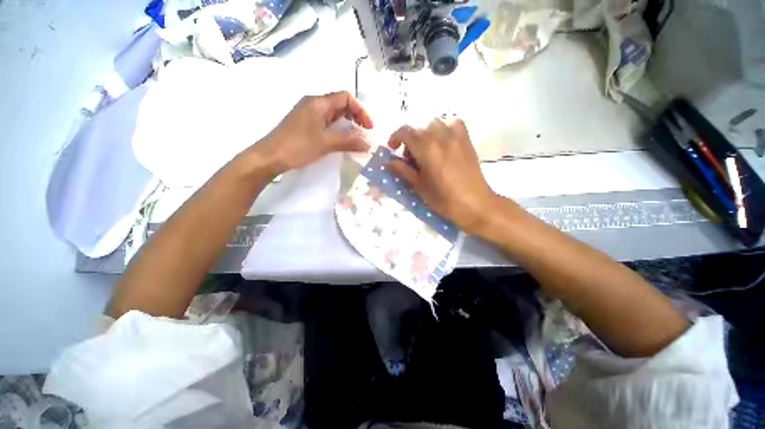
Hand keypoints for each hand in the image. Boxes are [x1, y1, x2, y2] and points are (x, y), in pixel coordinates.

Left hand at [261, 91, 373, 173]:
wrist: (270, 156)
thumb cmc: (298, 146)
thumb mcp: (326, 143)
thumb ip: (349, 141)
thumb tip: (368, 143)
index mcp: (318, 102)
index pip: (346, 97)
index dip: (360, 110)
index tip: (368, 127)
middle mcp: (313, 104)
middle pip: (340, 105)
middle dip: (355, 118)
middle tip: (363, 134)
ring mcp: (308, 115)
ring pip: (333, 115)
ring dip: (347, 125)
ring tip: (355, 140)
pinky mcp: (305, 125)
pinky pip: (326, 123)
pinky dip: (337, 130)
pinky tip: (340, 142)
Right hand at [386, 117, 501, 234]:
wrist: (475, 204)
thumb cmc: (444, 200)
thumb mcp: (419, 187)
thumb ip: (403, 171)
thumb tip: (388, 162)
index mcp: (426, 149)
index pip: (405, 132)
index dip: (395, 138)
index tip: (393, 149)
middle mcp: (440, 137)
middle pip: (419, 129)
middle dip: (410, 141)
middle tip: (411, 160)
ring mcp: (456, 137)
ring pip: (435, 125)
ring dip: (425, 135)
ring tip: (427, 152)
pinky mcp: (467, 141)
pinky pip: (454, 124)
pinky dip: (445, 129)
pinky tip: (444, 143)